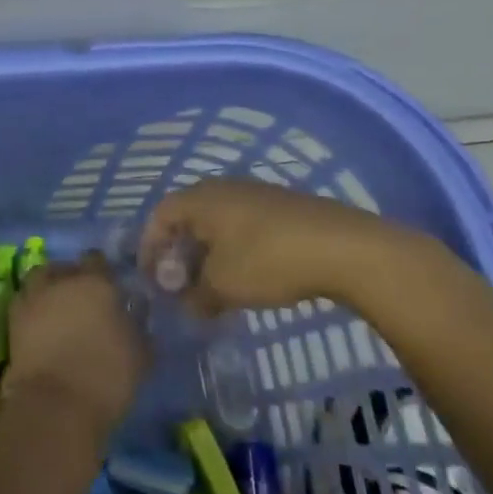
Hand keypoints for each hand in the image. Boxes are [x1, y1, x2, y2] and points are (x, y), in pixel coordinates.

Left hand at [5, 251, 147, 444]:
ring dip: (48, 289)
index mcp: (96, 283)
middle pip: (65, 267)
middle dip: (72, 278)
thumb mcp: (141, 354)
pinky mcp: (13, 321)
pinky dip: (33, 308)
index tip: (108, 288)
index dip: (102, 272)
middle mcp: (62, 282)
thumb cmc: (107, 377)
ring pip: (40, 280)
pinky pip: (25, 302)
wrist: (55, 405)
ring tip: (59, 309)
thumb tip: (135, 309)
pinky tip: (43, 326)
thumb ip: (137, 324)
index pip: (97, 260)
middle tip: (83, 300)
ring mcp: (33, 298)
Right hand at [138, 177, 450, 314]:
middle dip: (180, 252)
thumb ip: (195, 297)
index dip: (150, 246)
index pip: (160, 216)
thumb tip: (186, 305)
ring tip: (214, 286)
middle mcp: (224, 188)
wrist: (343, 246)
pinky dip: (236, 249)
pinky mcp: (284, 207)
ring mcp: (257, 194)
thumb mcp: (222, 286)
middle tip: (180, 285)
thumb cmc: (267, 260)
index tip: (151, 278)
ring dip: (209, 253)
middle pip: (188, 217)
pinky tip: (250, 276)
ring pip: (219, 222)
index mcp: (201, 199)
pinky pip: (245, 226)